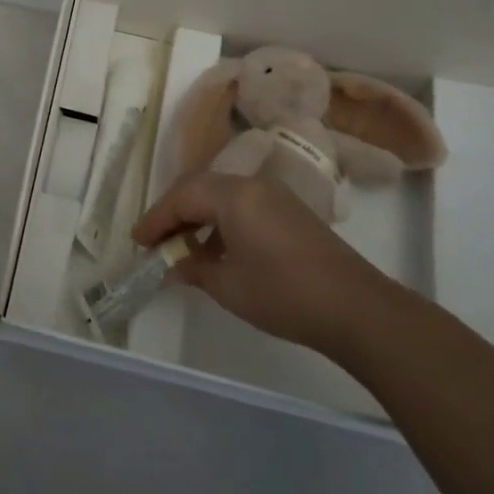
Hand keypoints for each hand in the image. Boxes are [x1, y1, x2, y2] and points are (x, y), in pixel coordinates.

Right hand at [132, 171, 388, 353]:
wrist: (356, 308)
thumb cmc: (284, 294)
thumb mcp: (229, 286)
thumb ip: (194, 270)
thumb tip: (174, 266)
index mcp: (234, 195)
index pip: (182, 197)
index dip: (156, 219)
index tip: (138, 242)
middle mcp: (252, 185)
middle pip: (200, 188)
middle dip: (174, 213)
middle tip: (154, 241)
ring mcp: (275, 196)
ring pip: (221, 195)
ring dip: (197, 216)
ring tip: (181, 247)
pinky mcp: (290, 212)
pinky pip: (242, 205)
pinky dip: (221, 221)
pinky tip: (216, 250)